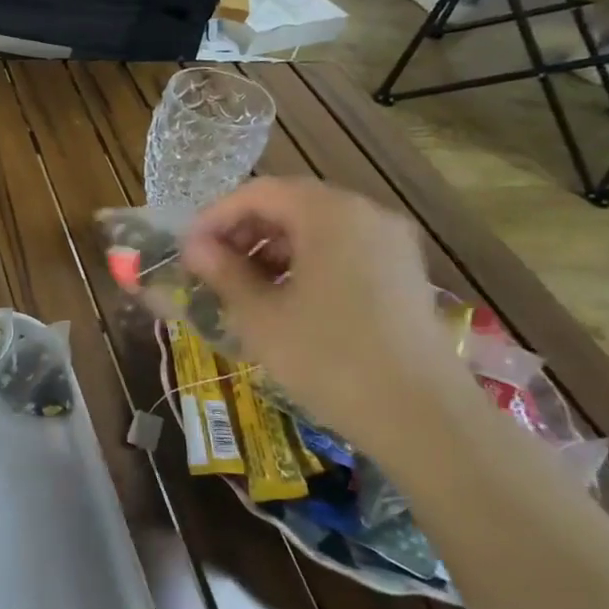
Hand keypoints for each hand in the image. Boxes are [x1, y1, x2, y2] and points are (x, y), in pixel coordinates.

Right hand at [181, 178, 472, 449]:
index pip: (258, 193)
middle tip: (210, 268)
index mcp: (329, 213)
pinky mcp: (403, 272)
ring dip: (271, 248)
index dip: (215, 217)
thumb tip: (193, 247)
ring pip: (316, 227)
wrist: (422, 416)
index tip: (186, 250)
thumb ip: (222, 272)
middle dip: (243, 231)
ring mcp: (391, 242)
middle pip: (290, 204)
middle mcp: (366, 214)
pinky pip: (342, 249)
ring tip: (242, 287)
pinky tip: (284, 299)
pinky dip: (305, 262)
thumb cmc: (328, 357)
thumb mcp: (260, 315)